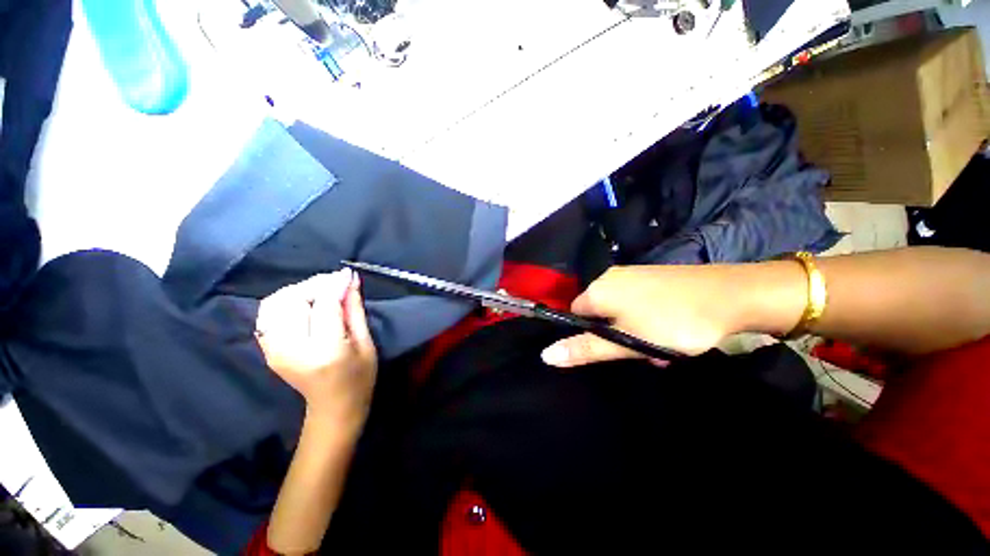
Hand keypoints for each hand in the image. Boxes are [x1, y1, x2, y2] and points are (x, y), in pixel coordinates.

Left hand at [255, 269, 377, 425]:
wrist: (333, 407)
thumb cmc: (360, 377)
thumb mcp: (366, 342)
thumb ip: (355, 309)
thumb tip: (350, 279)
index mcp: (326, 350)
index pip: (324, 305)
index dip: (335, 285)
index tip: (346, 274)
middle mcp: (293, 349)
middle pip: (293, 300)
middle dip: (315, 285)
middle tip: (335, 283)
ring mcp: (274, 351)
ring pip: (275, 303)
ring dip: (298, 291)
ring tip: (319, 293)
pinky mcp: (267, 350)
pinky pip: (267, 315)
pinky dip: (283, 302)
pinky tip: (303, 305)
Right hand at [541, 263, 805, 367]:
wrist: (732, 294)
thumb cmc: (673, 322)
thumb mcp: (628, 341)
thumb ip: (586, 348)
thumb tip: (546, 356)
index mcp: (598, 290)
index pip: (574, 313)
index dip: (588, 334)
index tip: (611, 350)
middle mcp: (610, 277)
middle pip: (598, 312)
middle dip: (614, 335)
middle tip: (641, 352)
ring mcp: (633, 275)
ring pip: (620, 310)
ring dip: (633, 331)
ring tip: (660, 348)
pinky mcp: (652, 277)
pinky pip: (637, 301)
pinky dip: (645, 319)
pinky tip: (668, 331)